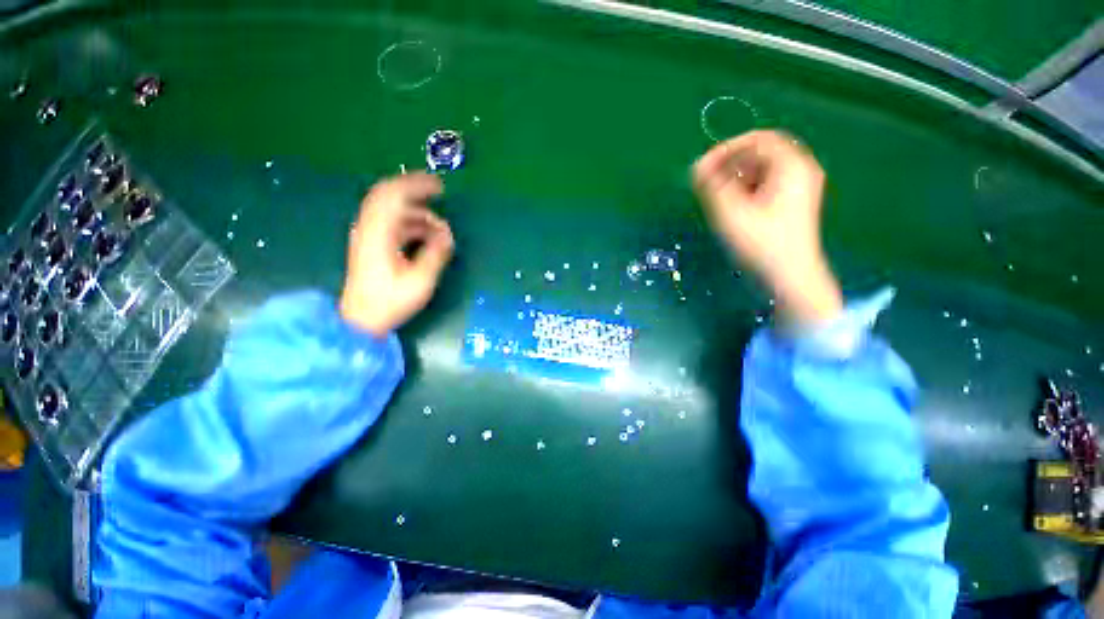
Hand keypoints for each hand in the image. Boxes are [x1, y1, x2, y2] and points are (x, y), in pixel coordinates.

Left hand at [340, 173, 454, 336]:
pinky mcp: (371, 244)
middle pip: (388, 194)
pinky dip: (409, 222)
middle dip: (415, 190)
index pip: (394, 195)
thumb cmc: (391, 301)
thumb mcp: (420, 280)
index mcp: (379, 232)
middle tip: (438, 193)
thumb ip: (436, 254)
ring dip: (415, 211)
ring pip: (390, 209)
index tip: (440, 187)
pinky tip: (424, 235)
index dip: (417, 185)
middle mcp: (369, 227)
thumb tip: (447, 235)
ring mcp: (368, 235)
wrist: (361, 319)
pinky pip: (391, 222)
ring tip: (438, 227)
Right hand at [693, 130, 842, 327]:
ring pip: (763, 169)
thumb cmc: (761, 244)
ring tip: (717, 195)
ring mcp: (799, 186)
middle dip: (730, 163)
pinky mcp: (793, 202)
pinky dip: (746, 188)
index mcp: (792, 166)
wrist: (791, 276)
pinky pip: (767, 183)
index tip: (703, 166)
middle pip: (761, 153)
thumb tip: (696, 167)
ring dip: (737, 176)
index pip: (757, 140)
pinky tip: (733, 205)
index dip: (727, 149)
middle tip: (707, 181)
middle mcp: (800, 170)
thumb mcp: (731, 213)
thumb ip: (711, 187)